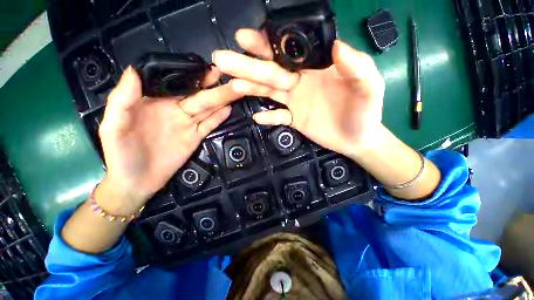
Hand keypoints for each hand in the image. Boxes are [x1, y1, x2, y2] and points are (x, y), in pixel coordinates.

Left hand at [97, 67, 242, 213]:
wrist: (136, 181)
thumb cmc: (120, 154)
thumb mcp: (113, 126)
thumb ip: (122, 99)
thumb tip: (134, 70)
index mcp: (155, 102)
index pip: (176, 83)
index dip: (191, 74)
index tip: (206, 66)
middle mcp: (175, 110)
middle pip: (197, 96)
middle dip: (212, 85)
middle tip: (227, 75)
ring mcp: (187, 124)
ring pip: (207, 109)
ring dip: (220, 99)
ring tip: (234, 89)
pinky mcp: (195, 137)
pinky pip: (209, 125)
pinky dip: (219, 118)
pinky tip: (228, 109)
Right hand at [213, 29, 384, 157]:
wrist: (358, 138)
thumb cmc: (365, 111)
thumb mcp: (368, 86)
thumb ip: (356, 67)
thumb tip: (337, 46)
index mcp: (316, 68)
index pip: (289, 52)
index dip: (268, 44)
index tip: (247, 38)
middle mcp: (301, 82)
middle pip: (271, 72)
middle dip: (248, 65)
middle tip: (223, 59)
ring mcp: (295, 103)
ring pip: (269, 93)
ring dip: (251, 89)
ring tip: (233, 86)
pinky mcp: (295, 120)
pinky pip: (279, 117)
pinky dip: (269, 117)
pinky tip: (258, 118)